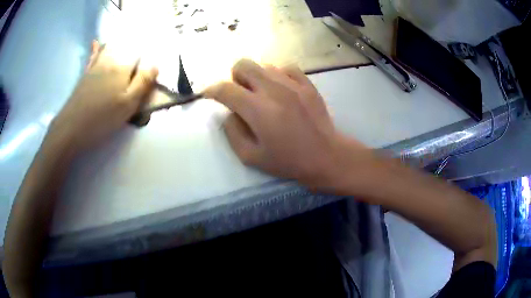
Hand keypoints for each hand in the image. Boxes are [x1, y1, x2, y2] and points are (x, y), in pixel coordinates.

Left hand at [48, 41, 157, 154]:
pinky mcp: (85, 75)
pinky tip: (97, 43)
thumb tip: (155, 65)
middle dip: (133, 47)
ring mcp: (95, 66)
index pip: (139, 53)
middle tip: (138, 52)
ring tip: (124, 40)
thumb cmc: (102, 118)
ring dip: (118, 43)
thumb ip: (143, 83)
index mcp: (122, 68)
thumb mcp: (128, 105)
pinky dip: (96, 48)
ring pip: (109, 48)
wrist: (71, 127)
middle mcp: (109, 61)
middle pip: (124, 47)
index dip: (147, 56)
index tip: (151, 60)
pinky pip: (93, 56)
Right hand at [205, 59, 373, 189]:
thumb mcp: (251, 157)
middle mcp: (273, 89)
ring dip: (256, 77)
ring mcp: (293, 84)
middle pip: (243, 65)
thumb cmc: (288, 161)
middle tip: (239, 93)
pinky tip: (281, 89)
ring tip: (262, 94)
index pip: (225, 89)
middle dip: (234, 77)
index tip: (209, 95)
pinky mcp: (307, 84)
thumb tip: (228, 113)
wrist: (326, 156)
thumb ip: (233, 132)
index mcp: (257, 109)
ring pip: (264, 65)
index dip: (212, 90)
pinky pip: (286, 67)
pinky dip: (277, 75)